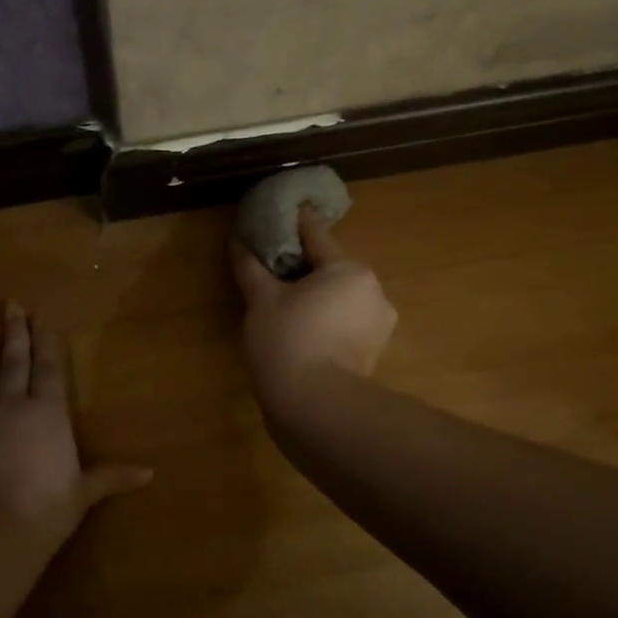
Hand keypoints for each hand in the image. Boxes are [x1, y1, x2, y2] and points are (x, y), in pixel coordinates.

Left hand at [0, 302, 153, 547]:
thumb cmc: (44, 512)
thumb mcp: (82, 494)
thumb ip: (111, 477)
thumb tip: (150, 473)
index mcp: (47, 414)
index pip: (48, 368)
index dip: (44, 341)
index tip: (39, 317)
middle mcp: (12, 406)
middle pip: (14, 360)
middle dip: (14, 330)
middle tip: (10, 303)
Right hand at [232, 204, 397, 401]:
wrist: (316, 406)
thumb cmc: (288, 340)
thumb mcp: (261, 299)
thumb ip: (251, 267)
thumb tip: (238, 241)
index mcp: (349, 269)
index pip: (317, 236)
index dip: (296, 223)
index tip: (285, 210)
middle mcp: (373, 290)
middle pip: (332, 269)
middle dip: (306, 268)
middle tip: (275, 272)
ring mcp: (379, 325)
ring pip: (340, 298)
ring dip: (318, 297)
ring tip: (287, 307)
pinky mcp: (374, 353)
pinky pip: (346, 324)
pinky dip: (327, 321)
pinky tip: (304, 332)